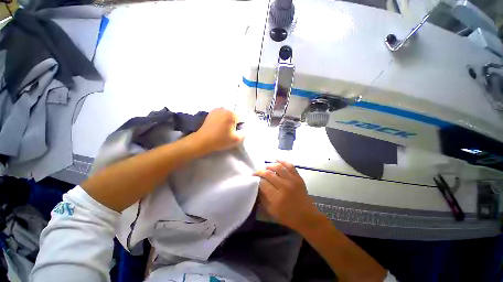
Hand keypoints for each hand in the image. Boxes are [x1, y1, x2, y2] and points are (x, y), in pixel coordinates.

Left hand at [193, 108, 243, 154]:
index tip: (236, 132)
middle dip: (234, 122)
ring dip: (228, 121)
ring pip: (227, 115)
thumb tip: (242, 130)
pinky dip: (222, 120)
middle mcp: (224, 109)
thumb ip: (243, 134)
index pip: (242, 118)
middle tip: (230, 132)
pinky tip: (218, 127)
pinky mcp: (211, 113)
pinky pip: (221, 115)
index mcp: (231, 114)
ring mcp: (216, 110)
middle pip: (234, 116)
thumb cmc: (220, 140)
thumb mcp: (236, 140)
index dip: (240, 126)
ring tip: (224, 129)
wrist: (202, 141)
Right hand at [254, 161, 320, 230]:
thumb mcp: (271, 211)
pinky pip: (290, 165)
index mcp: (277, 197)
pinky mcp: (298, 177)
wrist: (307, 216)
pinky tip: (276, 159)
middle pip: (269, 174)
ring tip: (266, 168)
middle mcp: (284, 186)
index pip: (263, 183)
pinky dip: (282, 161)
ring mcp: (292, 180)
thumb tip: (257, 186)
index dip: (256, 179)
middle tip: (256, 173)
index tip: (253, 178)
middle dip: (260, 172)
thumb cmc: (288, 216)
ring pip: (278, 167)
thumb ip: (263, 198)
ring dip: (270, 166)